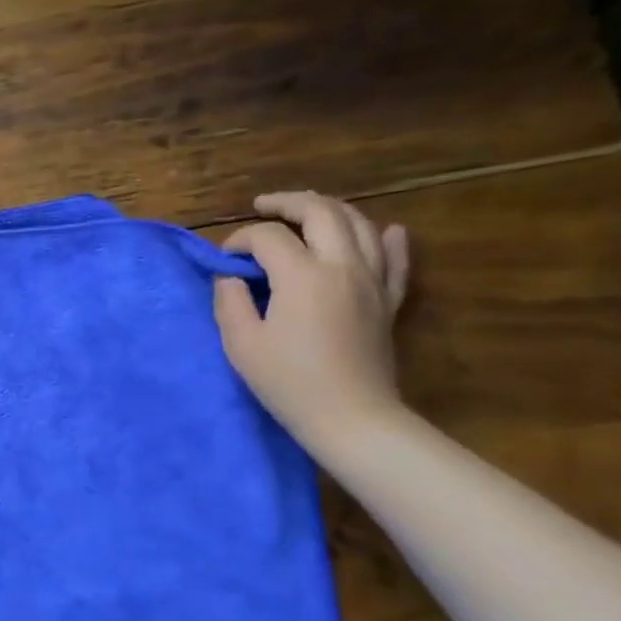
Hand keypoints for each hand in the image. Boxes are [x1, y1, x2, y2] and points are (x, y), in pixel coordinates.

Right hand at [213, 191, 410, 448]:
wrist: (351, 418)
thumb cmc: (288, 383)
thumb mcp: (241, 344)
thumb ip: (230, 302)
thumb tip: (230, 279)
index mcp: (302, 276)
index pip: (269, 237)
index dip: (241, 240)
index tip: (224, 259)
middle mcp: (342, 266)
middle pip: (321, 212)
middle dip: (288, 203)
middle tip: (263, 206)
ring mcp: (373, 281)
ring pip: (360, 224)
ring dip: (331, 210)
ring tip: (307, 210)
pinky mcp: (389, 301)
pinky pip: (395, 259)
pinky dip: (388, 239)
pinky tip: (386, 230)